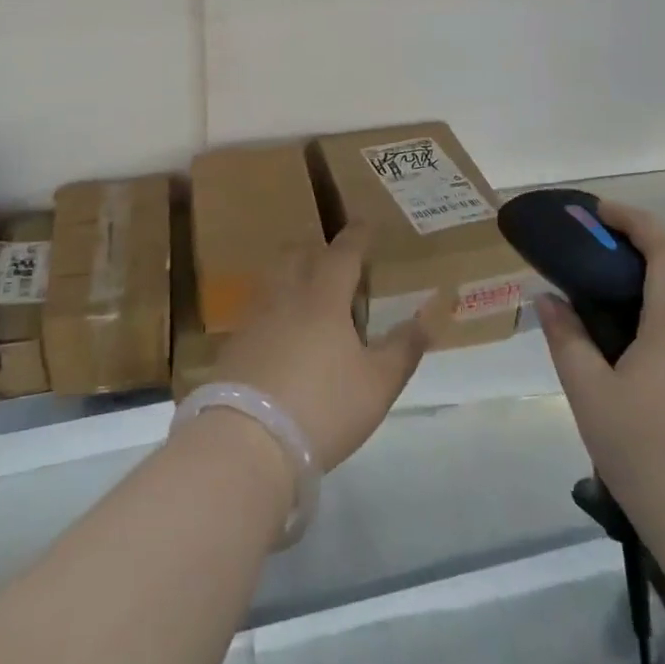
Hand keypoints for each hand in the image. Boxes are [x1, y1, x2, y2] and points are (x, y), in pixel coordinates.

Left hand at [212, 226, 432, 471]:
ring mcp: (254, 320)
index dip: (357, 236)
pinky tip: (281, 333)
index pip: (343, 253)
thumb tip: (431, 313)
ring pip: (273, 281)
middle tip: (333, 258)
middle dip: (315, 249)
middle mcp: (285, 297)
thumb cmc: (323, 406)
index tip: (365, 222)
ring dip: (291, 276)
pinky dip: (274, 310)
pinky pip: (258, 311)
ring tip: (307, 293)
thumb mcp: (377, 383)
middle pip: (297, 256)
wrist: (246, 441)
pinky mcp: (233, 346)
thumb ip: (404, 347)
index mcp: (323, 297)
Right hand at [535, 200, 664, 565]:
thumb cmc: (648, 454)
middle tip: (577, 272)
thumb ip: (566, 339)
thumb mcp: (589, 394)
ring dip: (632, 309)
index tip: (597, 213)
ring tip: (587, 331)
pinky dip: (646, 342)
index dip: (633, 219)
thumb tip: (548, 299)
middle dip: (622, 264)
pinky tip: (618, 380)